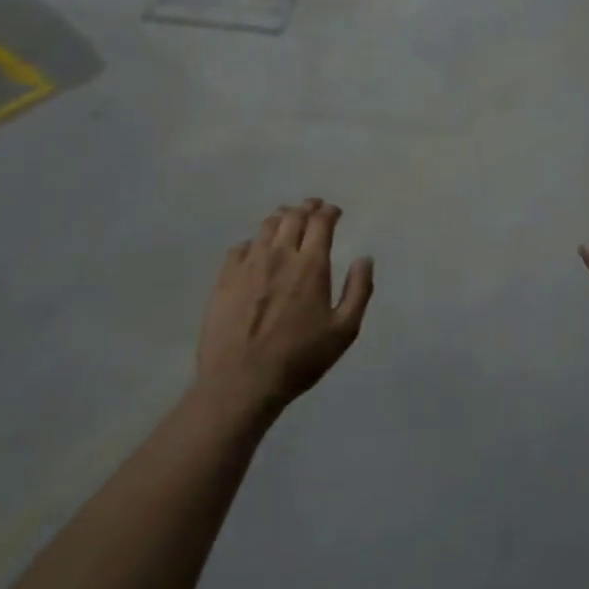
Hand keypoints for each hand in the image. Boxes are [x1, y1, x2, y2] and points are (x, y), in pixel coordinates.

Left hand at [197, 199, 374, 413]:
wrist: (241, 382)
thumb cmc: (299, 359)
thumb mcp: (344, 331)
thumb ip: (358, 290)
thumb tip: (365, 258)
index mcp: (311, 265)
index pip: (320, 222)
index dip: (329, 211)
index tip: (334, 212)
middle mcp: (279, 255)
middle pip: (292, 216)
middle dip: (306, 207)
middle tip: (313, 207)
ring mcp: (248, 265)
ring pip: (265, 227)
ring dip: (280, 218)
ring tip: (287, 219)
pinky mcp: (224, 279)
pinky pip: (239, 247)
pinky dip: (253, 241)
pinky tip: (255, 250)